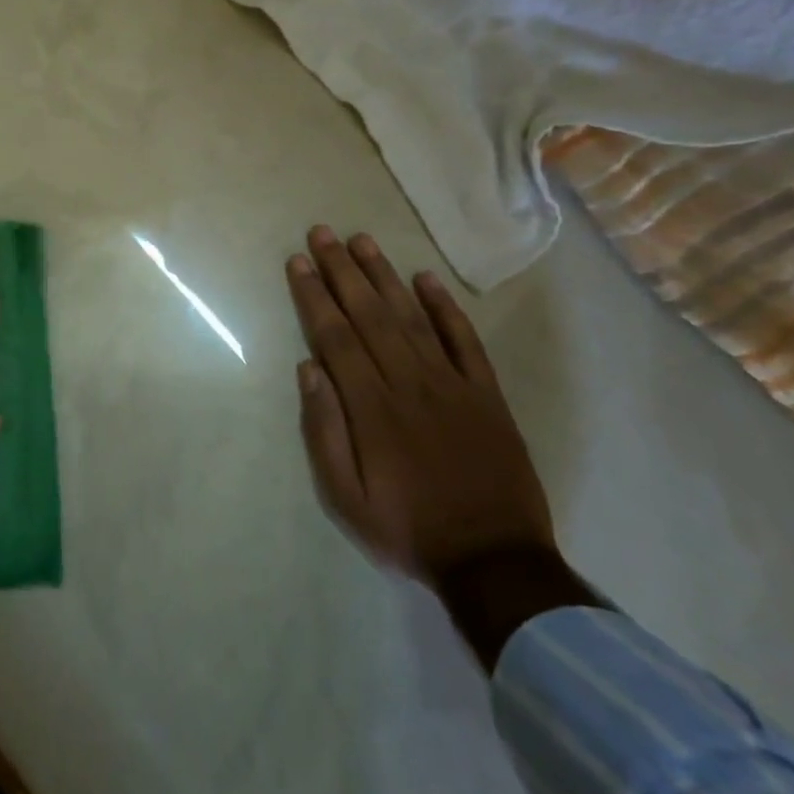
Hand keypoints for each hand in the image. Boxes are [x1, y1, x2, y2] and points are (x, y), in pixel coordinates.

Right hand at [285, 226, 554, 586]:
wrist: (496, 560)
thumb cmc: (408, 529)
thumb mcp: (346, 497)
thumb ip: (324, 432)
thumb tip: (308, 369)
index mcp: (372, 408)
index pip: (335, 337)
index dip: (314, 296)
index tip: (298, 262)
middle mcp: (410, 383)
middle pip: (370, 315)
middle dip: (341, 270)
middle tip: (322, 233)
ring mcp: (453, 385)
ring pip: (412, 317)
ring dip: (384, 276)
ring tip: (362, 241)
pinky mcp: (487, 395)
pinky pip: (465, 341)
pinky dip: (445, 307)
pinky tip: (425, 279)